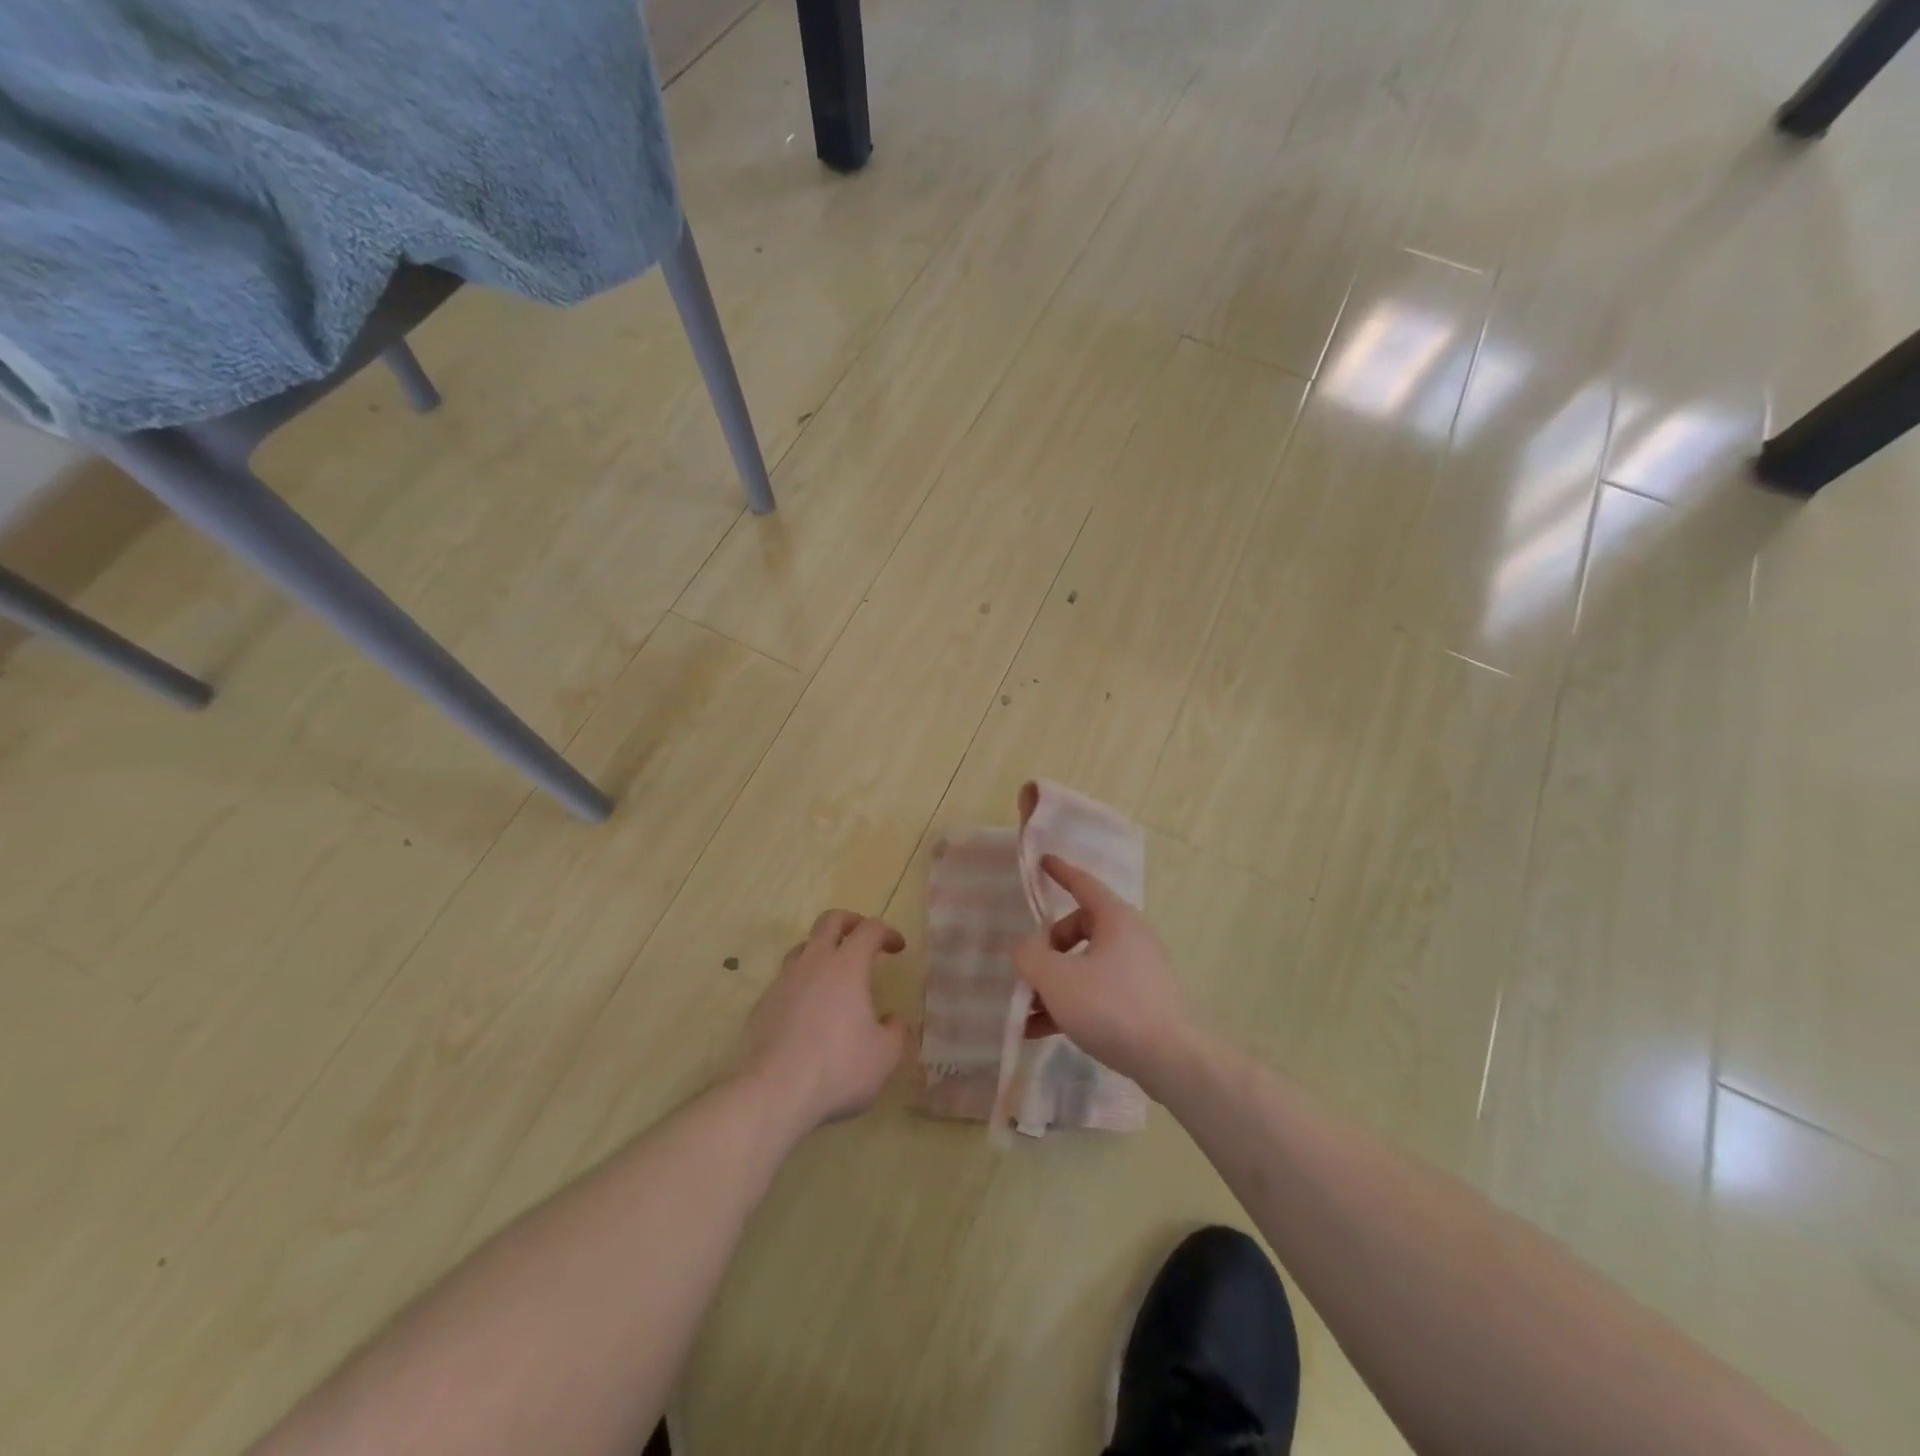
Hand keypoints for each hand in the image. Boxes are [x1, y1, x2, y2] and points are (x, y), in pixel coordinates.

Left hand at [738, 910, 908, 1134]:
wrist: (772, 1094)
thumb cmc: (837, 1069)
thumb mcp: (885, 1056)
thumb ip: (896, 1032)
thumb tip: (894, 1020)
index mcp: (847, 966)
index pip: (869, 929)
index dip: (887, 932)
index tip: (898, 947)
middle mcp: (813, 963)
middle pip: (829, 921)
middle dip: (850, 921)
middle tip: (862, 937)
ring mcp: (782, 982)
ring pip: (802, 948)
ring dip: (821, 950)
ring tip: (833, 973)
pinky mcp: (762, 1005)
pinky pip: (785, 981)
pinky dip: (801, 984)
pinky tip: (808, 1012)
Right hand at [1014, 855, 1197, 1096]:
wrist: (1173, 1060)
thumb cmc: (1112, 1006)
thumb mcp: (1057, 978)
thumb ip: (1030, 956)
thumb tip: (1026, 947)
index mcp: (1115, 918)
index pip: (1083, 884)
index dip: (1061, 872)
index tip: (1043, 861)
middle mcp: (1130, 937)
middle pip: (1079, 929)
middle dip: (1048, 950)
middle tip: (1028, 972)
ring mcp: (1139, 971)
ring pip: (1086, 966)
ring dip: (1054, 984)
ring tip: (1026, 1012)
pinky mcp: (1143, 1002)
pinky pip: (1098, 992)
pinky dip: (1071, 1004)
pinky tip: (1042, 1031)